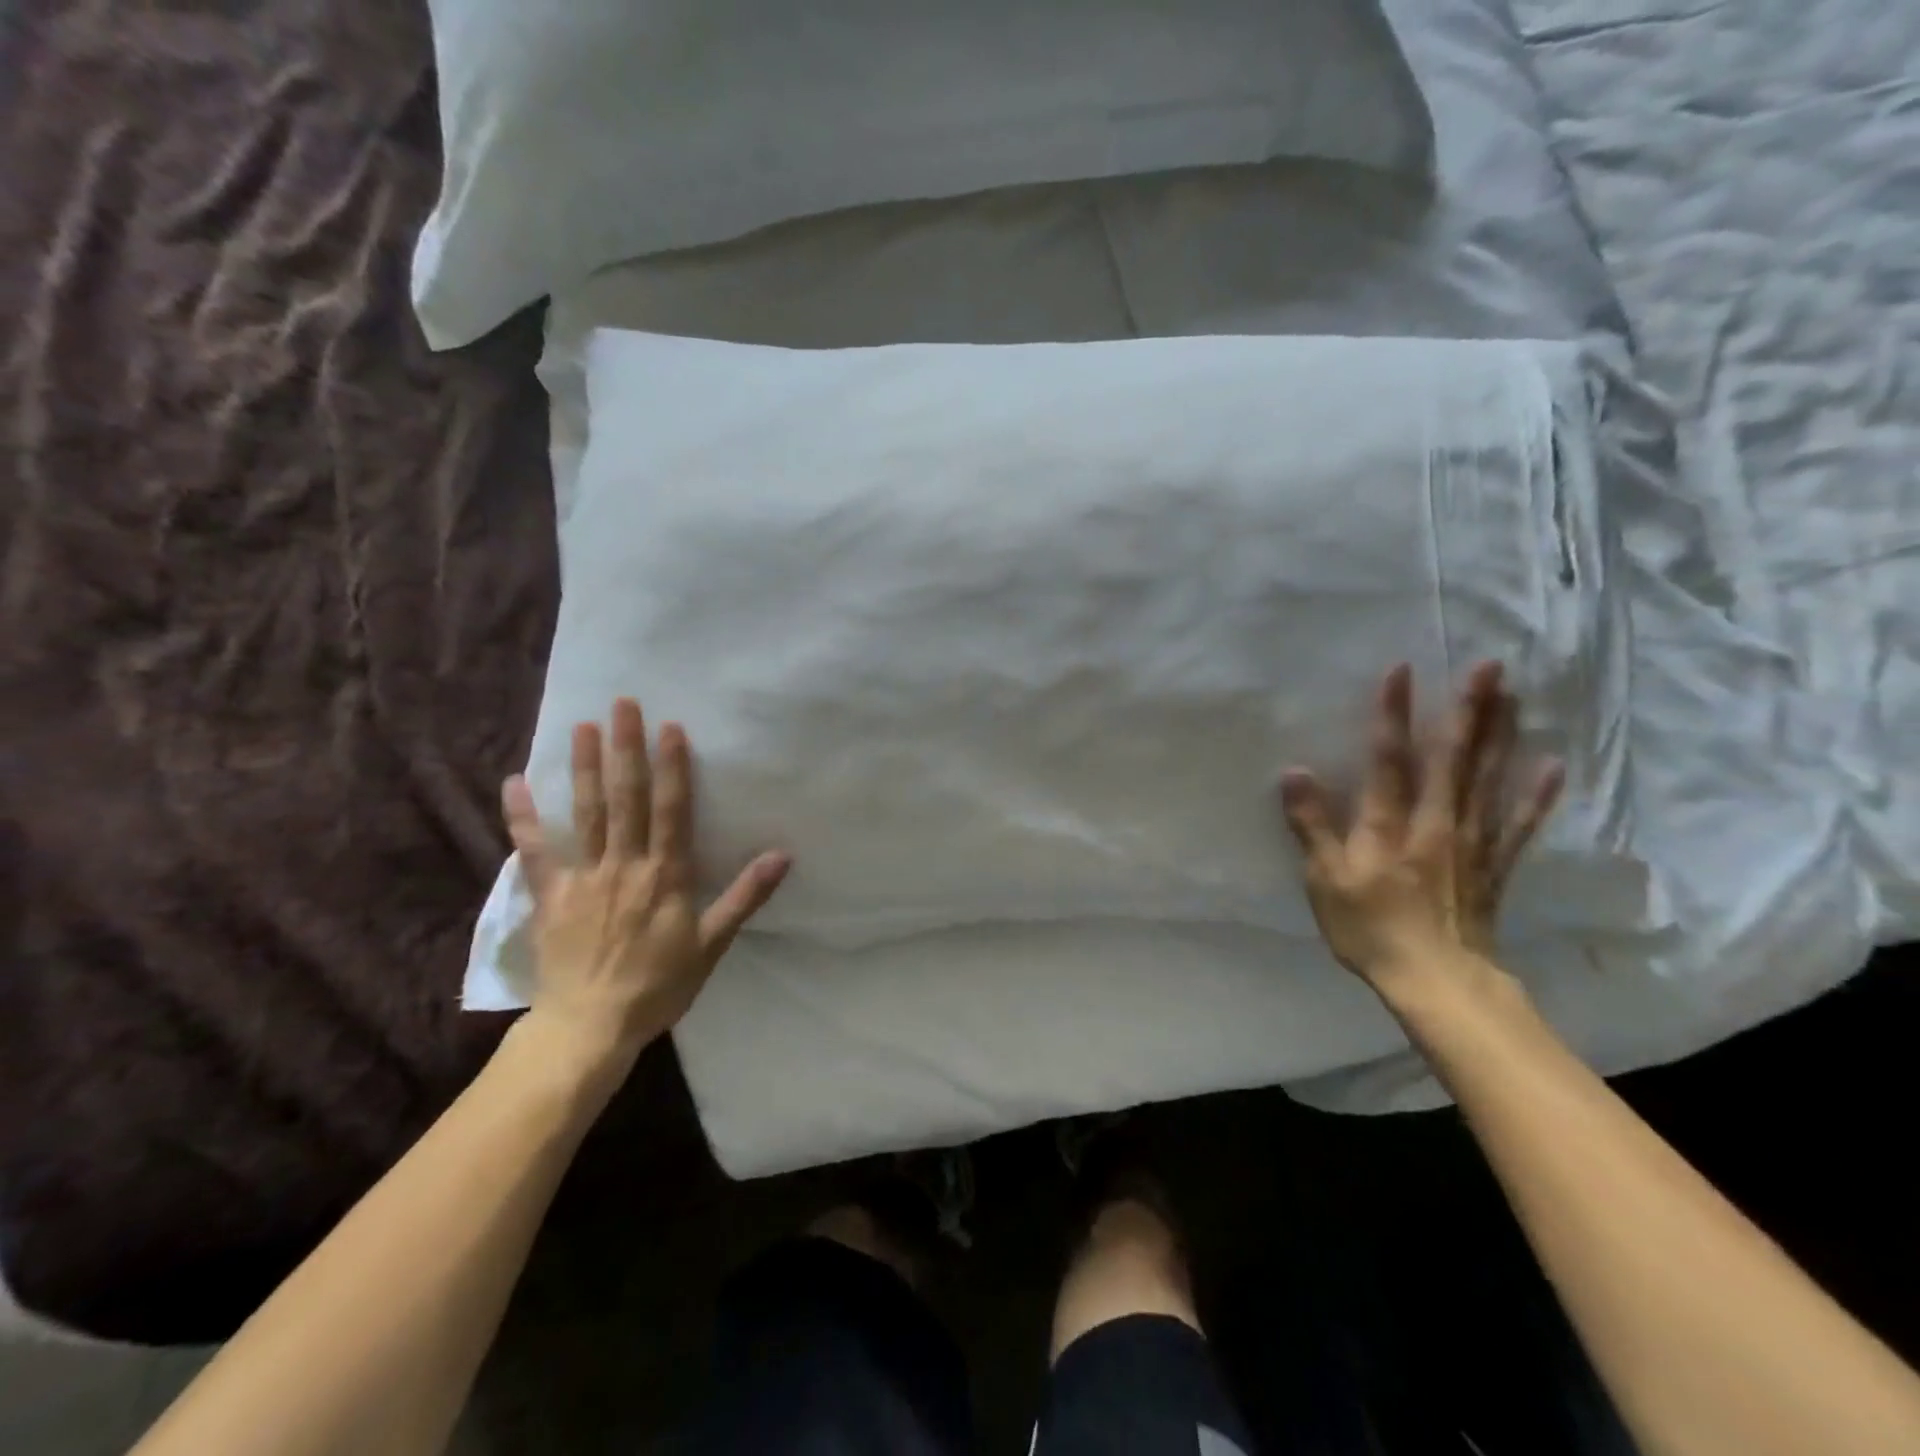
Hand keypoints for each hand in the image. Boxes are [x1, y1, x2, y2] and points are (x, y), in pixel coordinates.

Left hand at [502, 699, 790, 1062]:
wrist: (591, 1027)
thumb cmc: (659, 985)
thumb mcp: (712, 944)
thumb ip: (744, 896)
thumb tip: (782, 855)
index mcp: (665, 875)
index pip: (671, 811)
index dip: (672, 768)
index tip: (670, 727)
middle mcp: (624, 865)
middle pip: (626, 799)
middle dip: (626, 750)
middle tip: (622, 706)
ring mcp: (583, 878)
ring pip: (585, 813)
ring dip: (584, 768)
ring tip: (582, 726)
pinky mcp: (549, 895)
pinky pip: (533, 851)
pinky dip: (523, 817)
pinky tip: (513, 782)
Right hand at [1278, 662, 1562, 987]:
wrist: (1436, 981)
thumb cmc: (1370, 928)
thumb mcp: (1325, 879)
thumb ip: (1311, 824)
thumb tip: (1294, 771)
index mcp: (1390, 824)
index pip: (1390, 758)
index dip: (1393, 714)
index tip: (1402, 670)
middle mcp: (1436, 822)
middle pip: (1453, 758)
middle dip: (1469, 710)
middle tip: (1489, 665)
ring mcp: (1472, 842)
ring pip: (1488, 780)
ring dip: (1502, 735)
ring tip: (1514, 695)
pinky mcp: (1495, 866)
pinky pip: (1518, 824)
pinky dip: (1535, 796)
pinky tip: (1551, 765)